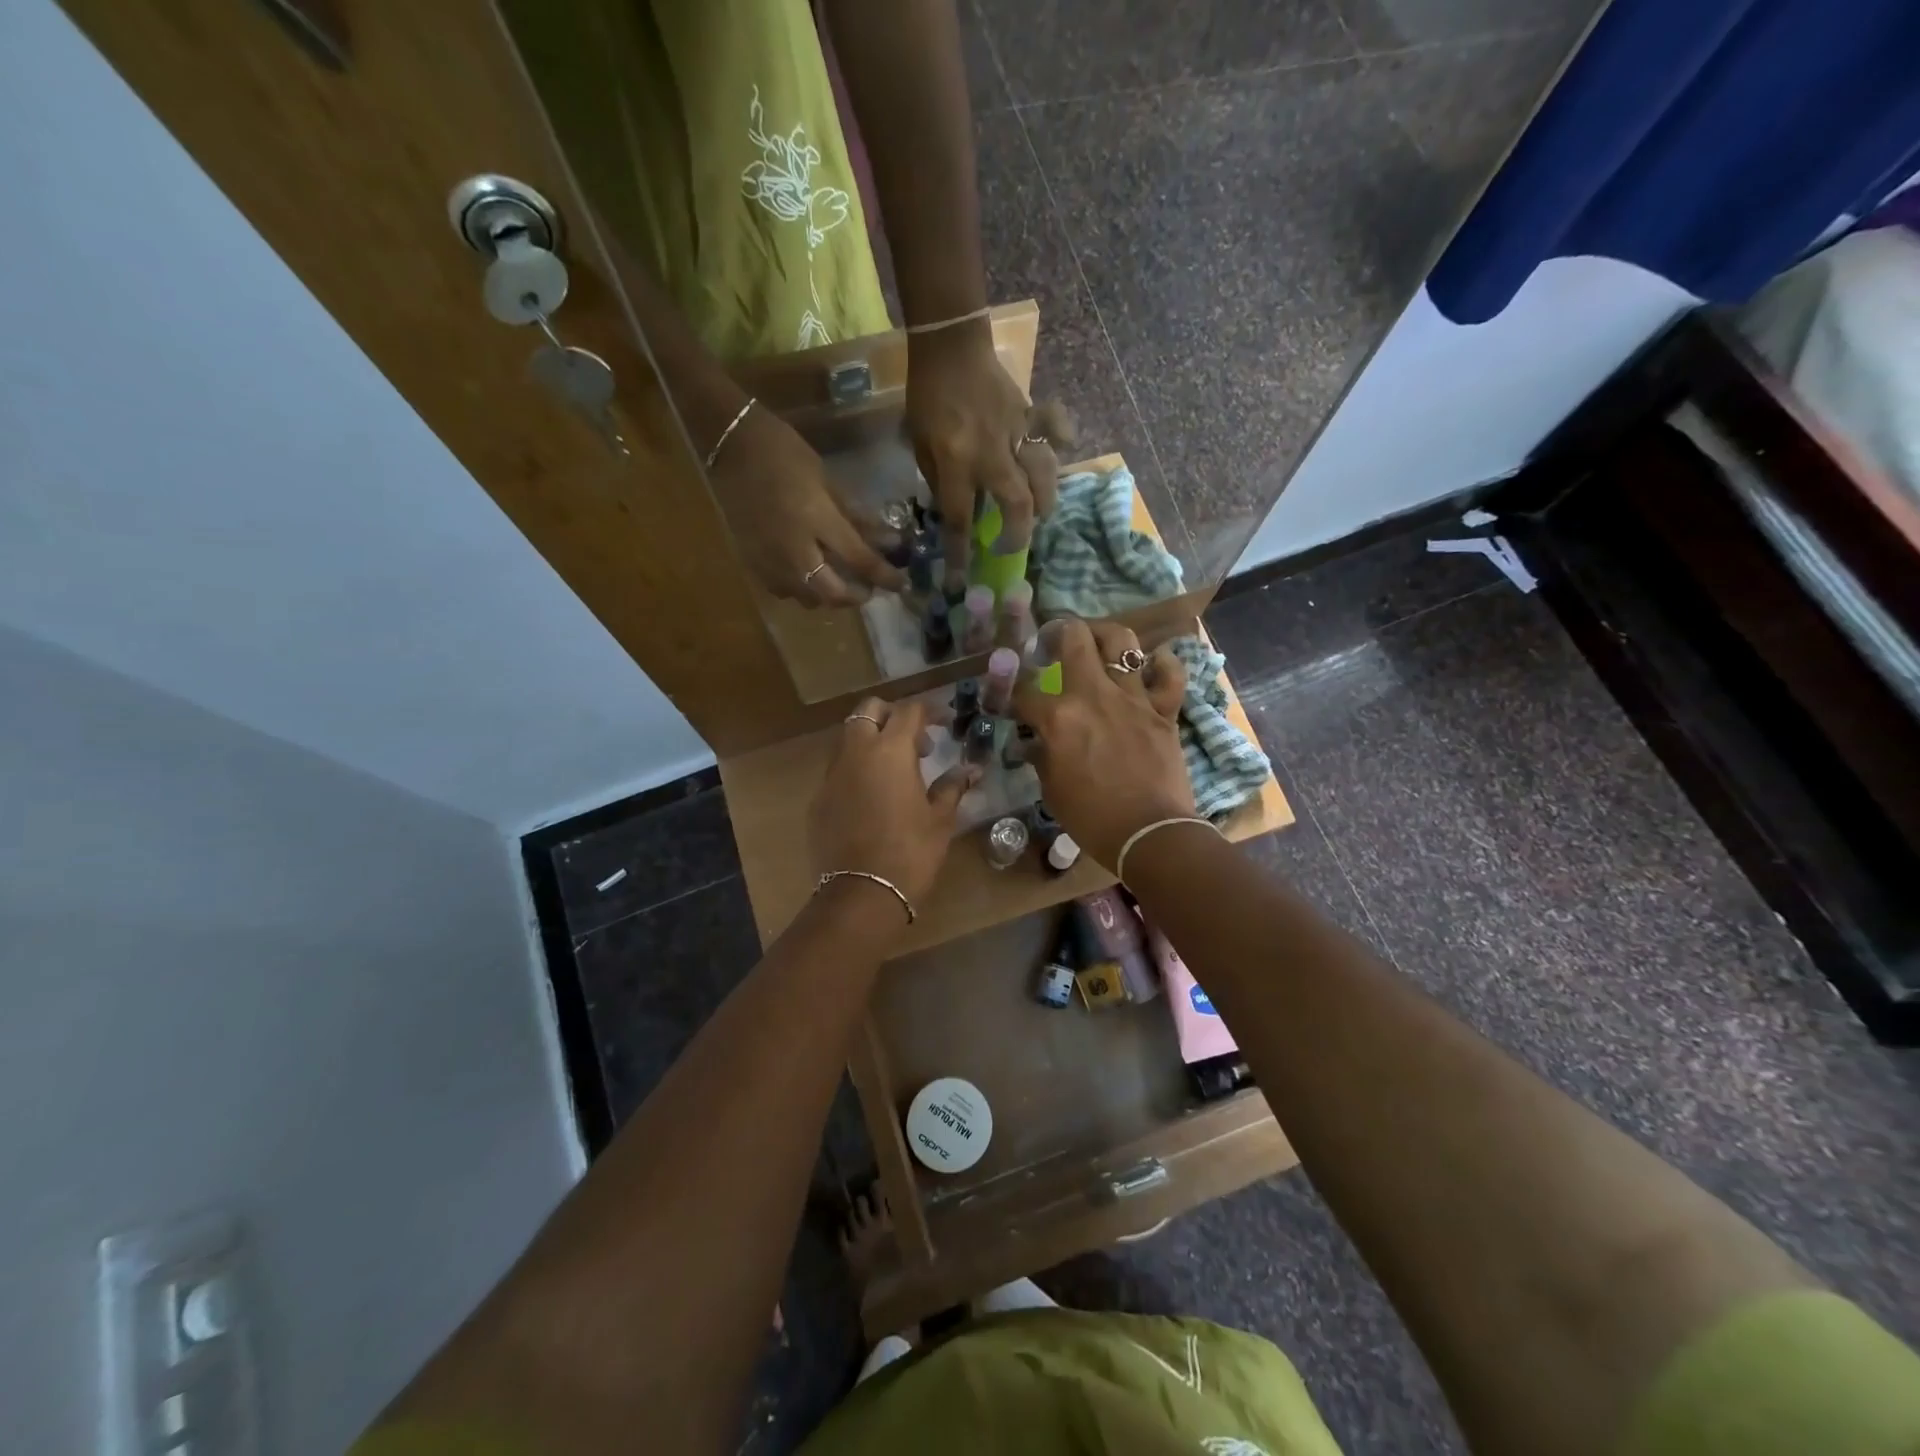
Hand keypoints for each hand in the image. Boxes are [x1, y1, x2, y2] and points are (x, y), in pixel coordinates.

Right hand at [708, 404, 906, 607]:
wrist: (729, 444)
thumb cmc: (784, 452)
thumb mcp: (827, 480)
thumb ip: (856, 516)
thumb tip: (888, 540)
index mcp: (818, 522)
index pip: (860, 561)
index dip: (885, 577)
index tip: (902, 585)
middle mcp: (795, 550)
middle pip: (832, 594)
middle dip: (856, 596)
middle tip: (868, 589)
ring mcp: (770, 560)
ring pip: (807, 599)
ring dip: (828, 596)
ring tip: (839, 582)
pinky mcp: (752, 562)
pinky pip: (783, 590)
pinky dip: (801, 590)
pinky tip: (807, 575)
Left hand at [811, 697, 978, 916]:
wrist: (861, 894)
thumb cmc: (910, 852)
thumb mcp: (940, 819)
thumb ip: (952, 786)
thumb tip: (971, 769)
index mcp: (890, 750)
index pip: (909, 711)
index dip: (929, 712)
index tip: (944, 723)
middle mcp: (856, 752)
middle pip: (869, 710)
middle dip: (892, 715)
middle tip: (915, 742)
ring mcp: (831, 774)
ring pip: (848, 737)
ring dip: (871, 740)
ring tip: (894, 770)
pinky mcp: (818, 798)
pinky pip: (837, 769)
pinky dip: (856, 769)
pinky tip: (871, 797)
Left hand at [907, 320, 1065, 578]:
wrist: (950, 346)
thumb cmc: (927, 397)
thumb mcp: (919, 444)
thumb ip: (938, 478)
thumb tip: (956, 507)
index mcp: (956, 463)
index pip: (960, 518)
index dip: (960, 553)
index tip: (961, 580)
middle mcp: (990, 454)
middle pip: (1017, 503)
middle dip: (1019, 533)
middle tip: (1016, 546)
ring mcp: (1015, 433)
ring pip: (1043, 473)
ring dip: (1045, 499)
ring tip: (1041, 513)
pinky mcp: (1030, 415)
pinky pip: (1054, 428)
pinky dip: (1063, 438)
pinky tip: (1065, 448)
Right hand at [1013, 619, 1192, 867]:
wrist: (1150, 833)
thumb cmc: (1092, 818)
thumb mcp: (1052, 791)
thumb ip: (1041, 758)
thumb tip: (1034, 743)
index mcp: (1058, 718)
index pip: (1025, 692)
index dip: (1014, 695)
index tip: (1014, 701)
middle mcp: (1094, 695)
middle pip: (1073, 638)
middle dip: (1057, 632)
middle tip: (1052, 642)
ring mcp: (1133, 698)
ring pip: (1122, 641)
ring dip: (1105, 634)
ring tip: (1097, 641)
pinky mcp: (1164, 709)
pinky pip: (1170, 673)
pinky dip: (1163, 664)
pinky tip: (1152, 664)